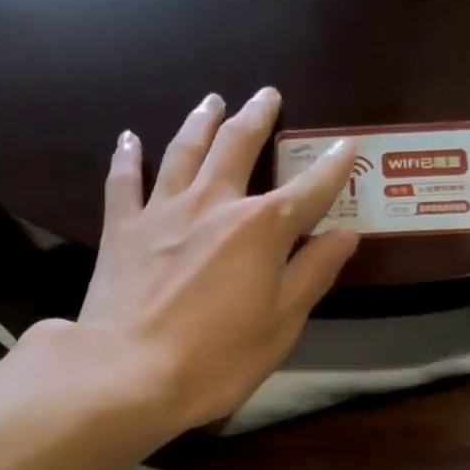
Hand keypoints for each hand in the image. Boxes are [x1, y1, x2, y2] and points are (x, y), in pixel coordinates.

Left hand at [70, 88, 359, 432]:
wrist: (128, 373)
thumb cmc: (216, 360)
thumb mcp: (280, 325)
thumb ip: (313, 274)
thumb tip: (346, 233)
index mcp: (260, 229)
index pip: (309, 189)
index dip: (332, 167)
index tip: (347, 146)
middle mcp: (213, 204)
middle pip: (238, 146)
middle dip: (257, 118)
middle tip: (267, 95)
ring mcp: (163, 212)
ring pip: (184, 150)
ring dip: (202, 121)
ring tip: (213, 101)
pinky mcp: (122, 229)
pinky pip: (124, 181)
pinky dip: (128, 156)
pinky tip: (129, 138)